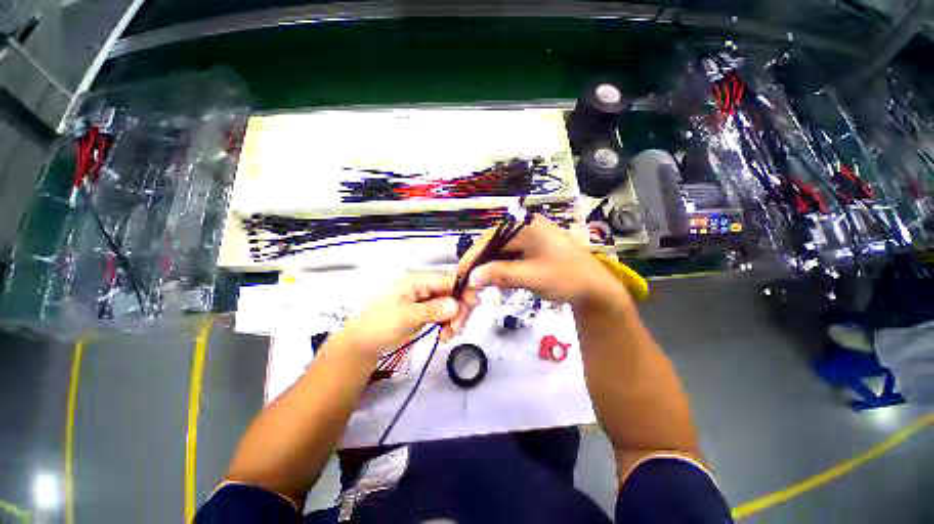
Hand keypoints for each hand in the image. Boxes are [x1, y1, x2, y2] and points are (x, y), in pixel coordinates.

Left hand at [335, 272, 478, 360]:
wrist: (363, 343)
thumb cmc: (380, 325)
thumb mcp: (406, 317)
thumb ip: (433, 309)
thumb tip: (458, 305)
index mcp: (417, 279)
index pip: (448, 278)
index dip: (464, 290)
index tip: (473, 306)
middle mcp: (424, 285)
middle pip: (453, 291)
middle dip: (460, 309)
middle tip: (457, 329)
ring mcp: (426, 298)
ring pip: (452, 303)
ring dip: (455, 319)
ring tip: (447, 336)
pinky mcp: (427, 310)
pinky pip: (445, 313)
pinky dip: (448, 324)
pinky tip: (444, 335)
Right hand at [458, 216, 625, 306]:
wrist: (596, 289)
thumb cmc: (567, 278)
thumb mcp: (532, 276)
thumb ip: (500, 274)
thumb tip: (471, 277)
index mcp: (527, 226)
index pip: (491, 238)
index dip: (473, 256)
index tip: (460, 273)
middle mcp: (525, 228)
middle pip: (494, 245)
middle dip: (481, 265)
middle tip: (470, 284)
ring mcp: (528, 239)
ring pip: (500, 253)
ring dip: (491, 270)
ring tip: (482, 287)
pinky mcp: (531, 250)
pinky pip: (509, 259)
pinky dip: (502, 271)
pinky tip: (501, 285)